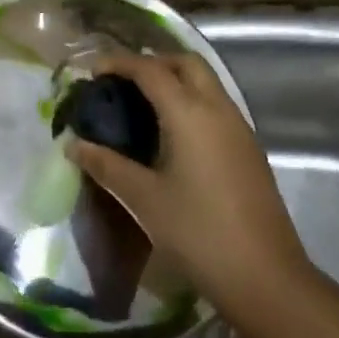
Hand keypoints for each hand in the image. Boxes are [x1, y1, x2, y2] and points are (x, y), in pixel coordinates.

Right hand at [68, 52, 311, 318]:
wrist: (264, 275)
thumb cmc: (197, 232)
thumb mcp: (144, 199)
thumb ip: (107, 166)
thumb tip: (74, 145)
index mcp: (189, 112)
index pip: (150, 69)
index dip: (119, 63)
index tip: (93, 71)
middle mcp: (218, 108)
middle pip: (186, 63)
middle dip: (153, 62)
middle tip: (122, 82)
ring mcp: (239, 127)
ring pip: (206, 82)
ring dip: (175, 80)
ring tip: (142, 104)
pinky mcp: (248, 148)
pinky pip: (216, 105)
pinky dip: (191, 101)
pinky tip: (173, 133)